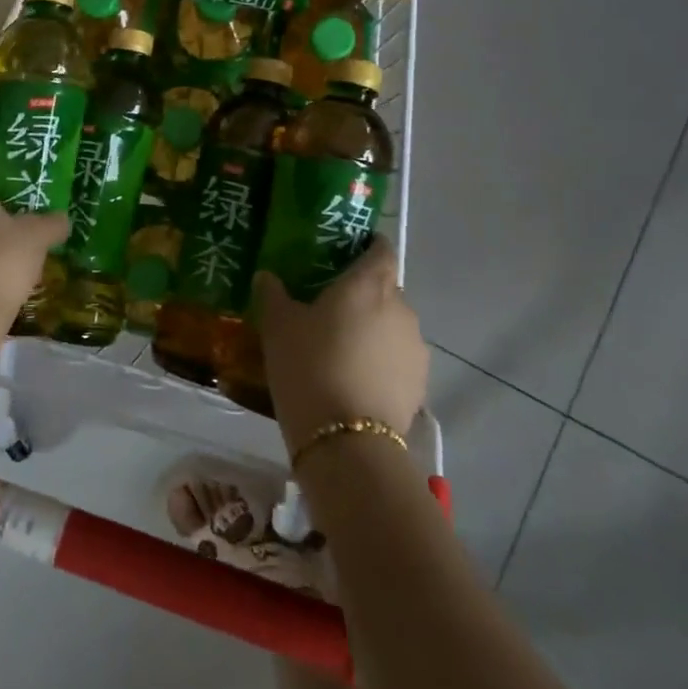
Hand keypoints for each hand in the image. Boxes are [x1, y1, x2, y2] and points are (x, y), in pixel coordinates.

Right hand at [253, 240, 428, 456]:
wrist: (347, 442)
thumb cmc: (309, 365)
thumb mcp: (278, 326)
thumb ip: (273, 294)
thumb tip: (267, 275)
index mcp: (369, 284)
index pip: (381, 248)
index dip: (365, 246)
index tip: (342, 253)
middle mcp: (401, 308)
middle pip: (384, 288)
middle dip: (361, 294)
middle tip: (326, 307)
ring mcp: (416, 347)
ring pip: (391, 325)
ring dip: (371, 329)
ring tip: (339, 348)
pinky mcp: (420, 383)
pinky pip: (397, 358)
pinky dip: (379, 360)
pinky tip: (353, 378)